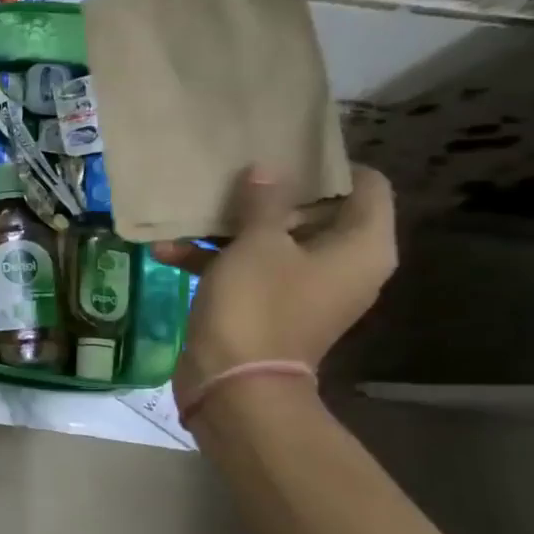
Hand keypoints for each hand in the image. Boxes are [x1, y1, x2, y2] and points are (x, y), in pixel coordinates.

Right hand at [153, 166, 396, 392]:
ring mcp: (303, 288)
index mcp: (361, 246)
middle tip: (234, 170)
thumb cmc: (258, 304)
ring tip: (190, 208)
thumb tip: (267, 169)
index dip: (329, 165)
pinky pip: (248, 270)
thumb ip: (264, 200)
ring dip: (230, 227)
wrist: (234, 384)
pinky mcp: (268, 306)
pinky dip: (214, 260)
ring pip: (273, 241)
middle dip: (269, 193)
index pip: (366, 185)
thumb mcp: (257, 243)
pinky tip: (166, 249)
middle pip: (314, 211)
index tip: (286, 149)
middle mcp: (341, 265)